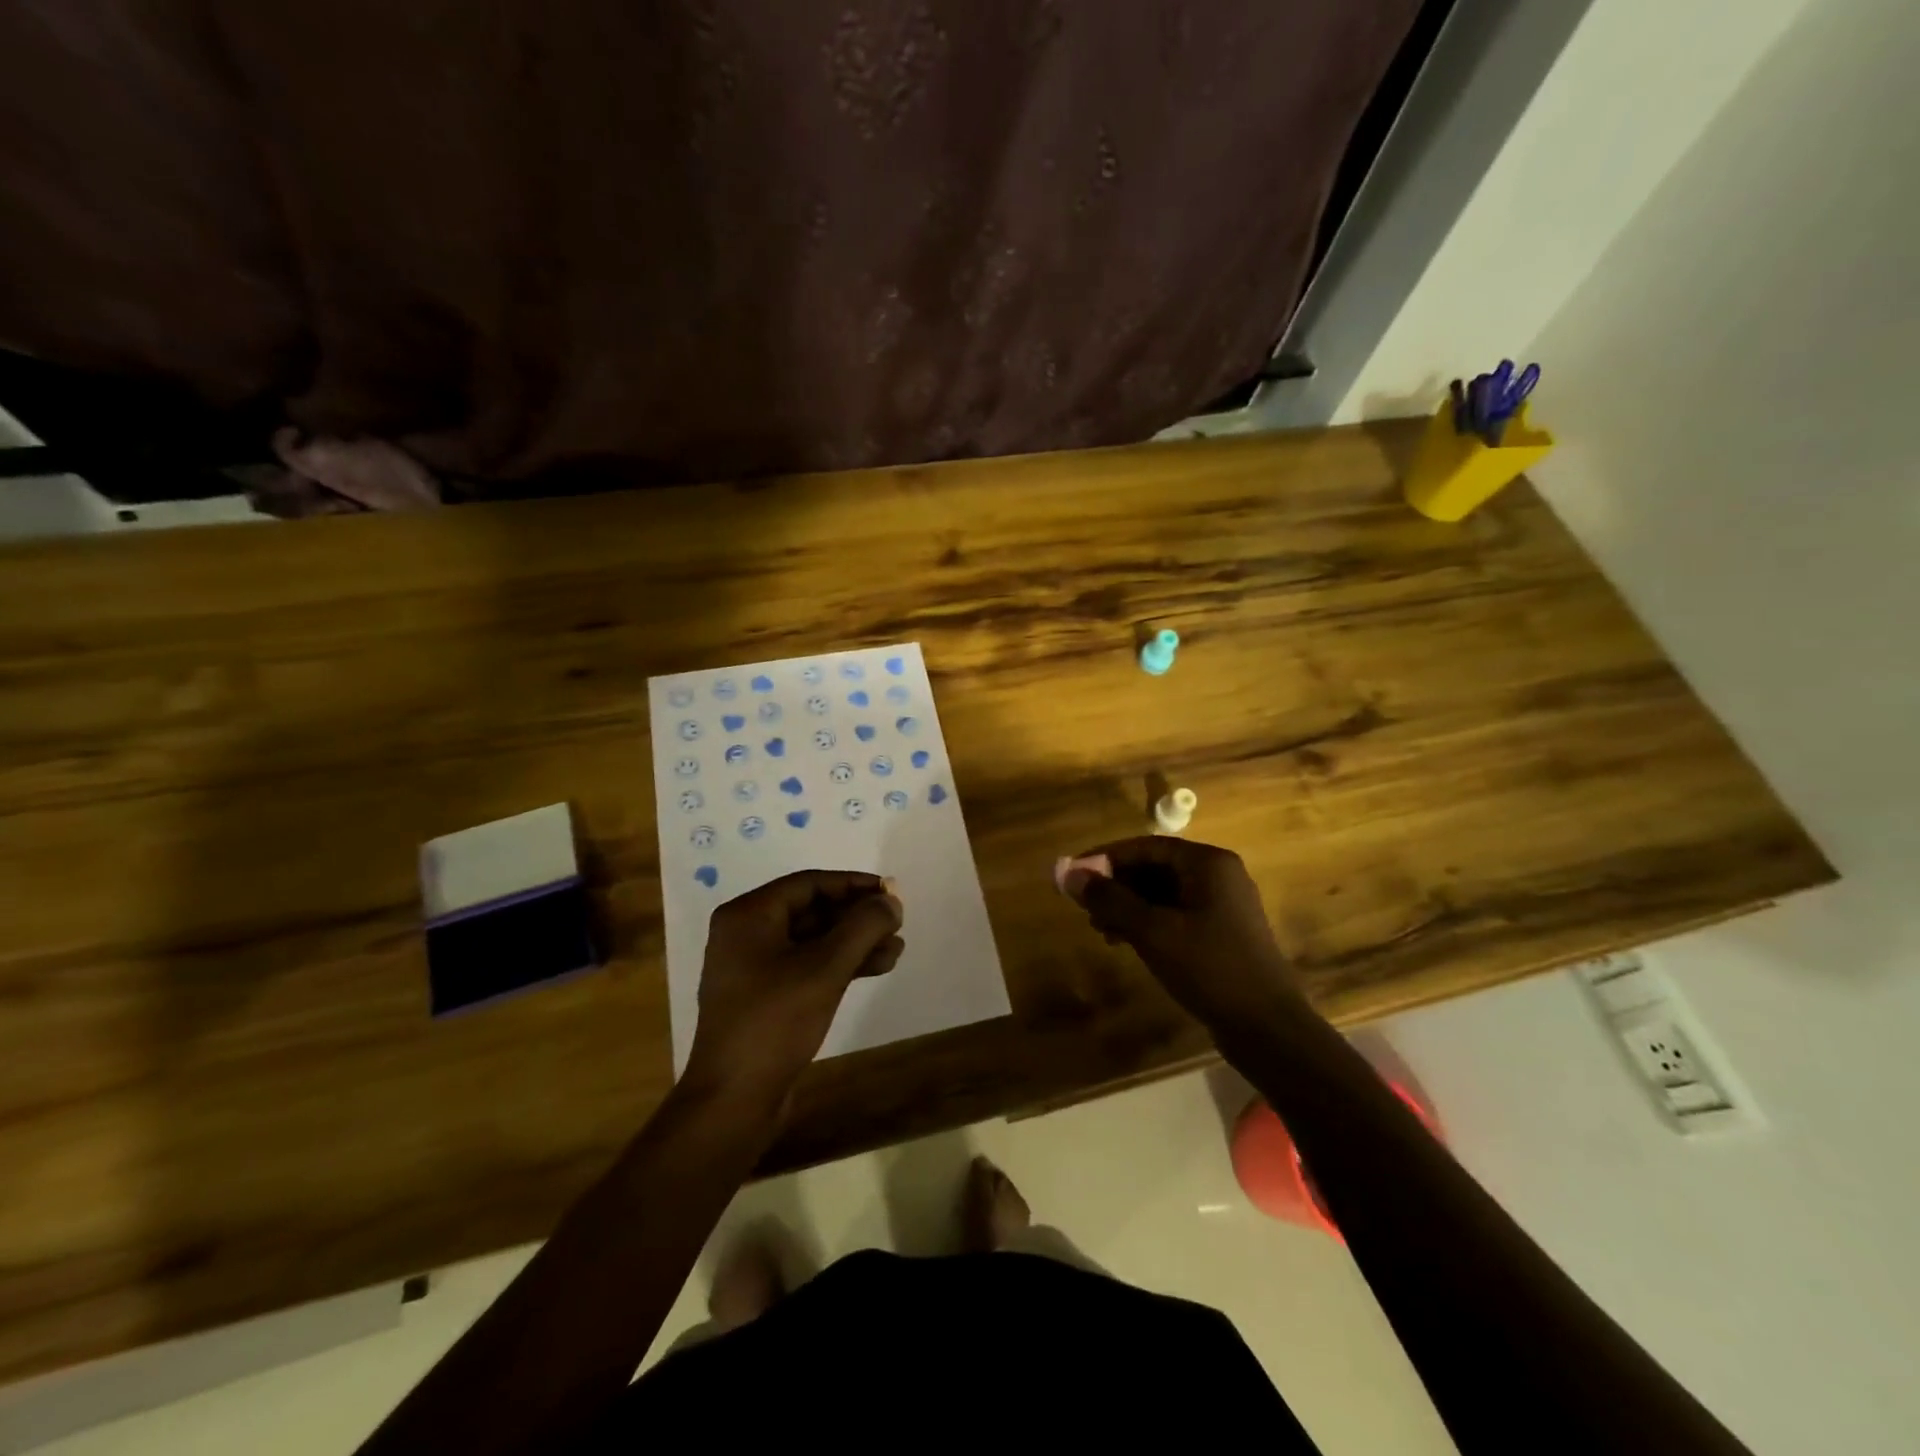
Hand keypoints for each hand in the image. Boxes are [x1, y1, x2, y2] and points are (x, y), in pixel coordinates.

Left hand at [683, 870, 903, 1108]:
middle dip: (857, 917)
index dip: (854, 885)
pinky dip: (840, 964)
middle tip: (897, 923)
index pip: (809, 884)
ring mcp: (754, 967)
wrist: (734, 1100)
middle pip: (813, 911)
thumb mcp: (826, 968)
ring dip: (855, 942)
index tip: (890, 892)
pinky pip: (807, 966)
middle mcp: (747, 934)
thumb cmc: (775, 1022)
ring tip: (897, 949)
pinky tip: (877, 968)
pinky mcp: (765, 996)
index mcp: (748, 916)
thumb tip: (892, 900)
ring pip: (814, 941)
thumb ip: (863, 927)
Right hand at [1060, 837, 1304, 1036]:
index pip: (1146, 846)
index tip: (1073, 876)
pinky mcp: (1222, 931)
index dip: (1105, 859)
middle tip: (1085, 908)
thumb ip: (1110, 899)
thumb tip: (1067, 873)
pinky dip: (1148, 923)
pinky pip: (1176, 913)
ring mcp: (1222, 904)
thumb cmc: (1210, 968)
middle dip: (1116, 886)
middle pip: (1154, 867)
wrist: (1267, 1027)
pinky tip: (1126, 942)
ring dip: (1129, 907)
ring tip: (1101, 930)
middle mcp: (1218, 875)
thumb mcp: (1153, 932)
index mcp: (1208, 863)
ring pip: (1163, 893)